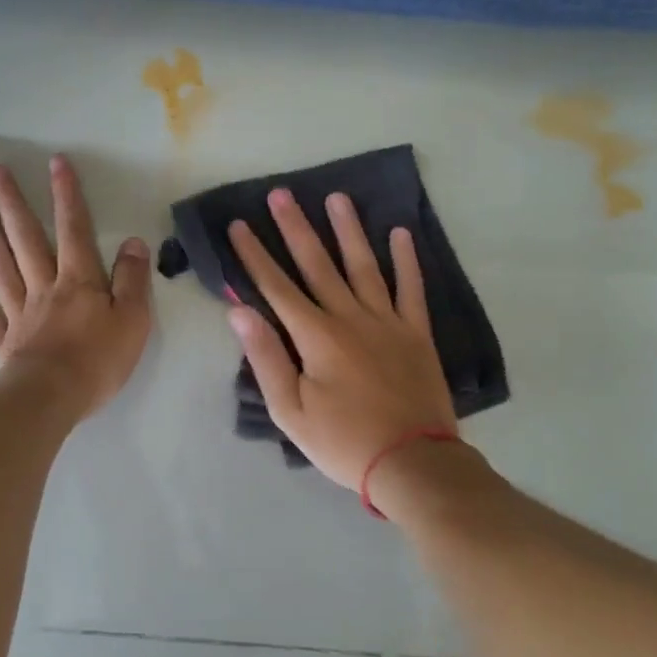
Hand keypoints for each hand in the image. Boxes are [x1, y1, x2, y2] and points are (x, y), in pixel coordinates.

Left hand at [0, 156, 152, 418]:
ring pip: (1, 264)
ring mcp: (19, 312)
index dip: (67, 196)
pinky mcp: (3, 340)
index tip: (55, 163)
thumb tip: (133, 242)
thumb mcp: (133, 319)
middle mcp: (45, 287)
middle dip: (14, 203)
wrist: (53, 398)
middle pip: (27, 239)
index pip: (74, 230)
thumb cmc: (99, 360)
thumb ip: (133, 279)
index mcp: (79, 281)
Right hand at [226, 188, 456, 489]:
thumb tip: (239, 312)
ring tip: (336, 197)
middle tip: (281, 194)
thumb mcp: (291, 411)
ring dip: (348, 230)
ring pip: (364, 266)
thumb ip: (266, 357)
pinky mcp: (417, 333)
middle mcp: (350, 317)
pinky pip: (411, 288)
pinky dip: (407, 261)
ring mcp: (388, 321)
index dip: (255, 255)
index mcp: (316, 336)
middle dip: (295, 228)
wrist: (412, 462)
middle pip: (318, 265)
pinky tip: (400, 233)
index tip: (240, 224)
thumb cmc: (343, 441)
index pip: (277, 287)